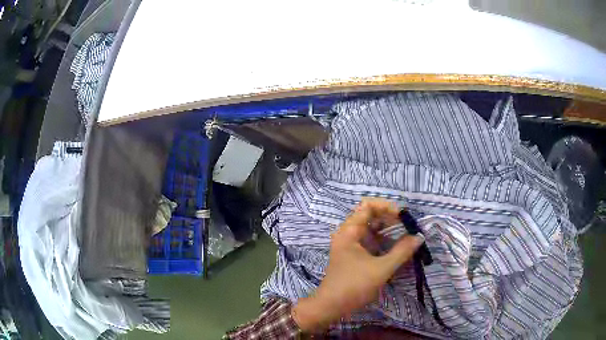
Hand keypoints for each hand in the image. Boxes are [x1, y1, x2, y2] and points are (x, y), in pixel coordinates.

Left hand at [292, 199, 424, 331]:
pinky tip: (397, 248)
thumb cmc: (354, 286)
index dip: (386, 206)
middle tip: (408, 226)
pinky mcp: (354, 255)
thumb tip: (419, 236)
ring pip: (372, 229)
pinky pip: (371, 241)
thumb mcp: (381, 269)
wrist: (331, 306)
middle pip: (370, 215)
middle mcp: (348, 233)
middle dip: (390, 218)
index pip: (368, 205)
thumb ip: (402, 251)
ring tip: (407, 236)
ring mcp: (351, 244)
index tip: (402, 216)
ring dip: (389, 230)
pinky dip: (384, 241)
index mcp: (349, 231)